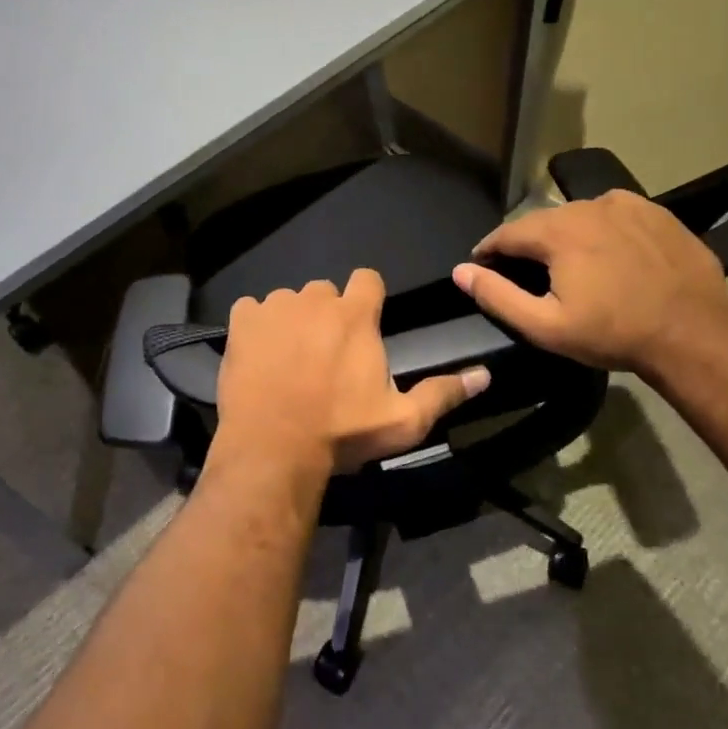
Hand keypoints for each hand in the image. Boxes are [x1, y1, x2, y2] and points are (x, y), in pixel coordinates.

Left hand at [213, 269, 490, 482]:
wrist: (274, 449)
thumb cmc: (342, 433)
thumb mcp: (403, 421)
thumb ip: (443, 393)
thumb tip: (485, 375)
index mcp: (355, 315)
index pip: (367, 279)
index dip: (367, 298)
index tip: (363, 325)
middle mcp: (315, 299)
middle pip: (325, 292)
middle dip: (327, 315)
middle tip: (324, 355)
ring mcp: (274, 307)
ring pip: (288, 301)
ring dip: (291, 321)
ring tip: (288, 360)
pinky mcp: (241, 322)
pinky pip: (251, 310)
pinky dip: (255, 326)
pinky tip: (258, 356)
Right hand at [450, 190, 727, 373]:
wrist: (693, 333)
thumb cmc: (613, 333)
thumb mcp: (546, 326)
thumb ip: (497, 296)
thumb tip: (461, 270)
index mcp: (557, 231)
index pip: (506, 233)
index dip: (488, 250)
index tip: (482, 266)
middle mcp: (587, 206)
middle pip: (542, 221)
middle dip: (528, 244)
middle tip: (527, 272)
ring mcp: (626, 204)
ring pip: (578, 215)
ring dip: (565, 235)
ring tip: (569, 263)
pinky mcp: (655, 211)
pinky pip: (613, 214)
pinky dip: (601, 229)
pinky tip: (609, 253)